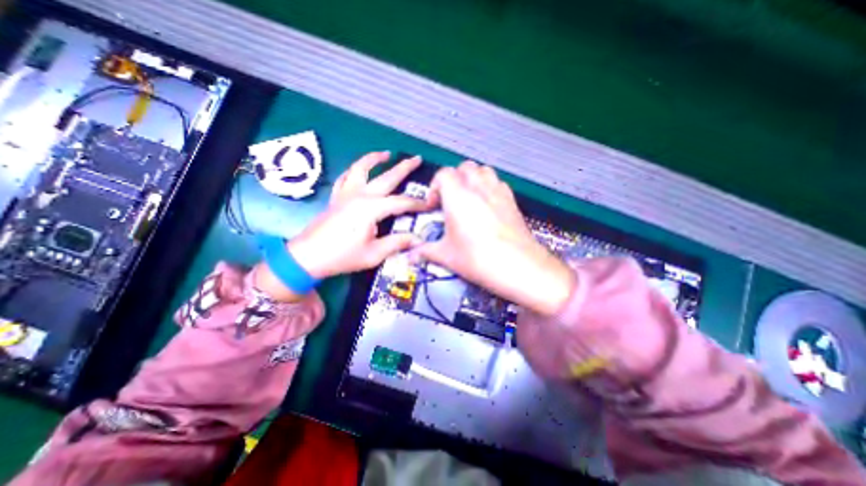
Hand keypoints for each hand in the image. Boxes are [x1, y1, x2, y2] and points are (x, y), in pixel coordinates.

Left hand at [284, 151, 428, 279]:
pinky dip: (354, 170)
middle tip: (416, 159)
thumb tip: (418, 239)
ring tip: (386, 153)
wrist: (307, 257)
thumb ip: (397, 243)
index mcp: (371, 208)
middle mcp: (359, 195)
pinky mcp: (336, 197)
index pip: (401, 202)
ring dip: (374, 159)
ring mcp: (346, 194)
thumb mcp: (374, 254)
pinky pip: (345, 177)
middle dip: (403, 168)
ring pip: (361, 168)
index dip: (417, 203)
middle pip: (385, 177)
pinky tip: (359, 170)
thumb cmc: (342, 256)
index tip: (430, 204)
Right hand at [418, 161, 573, 316]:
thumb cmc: (479, 259)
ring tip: (467, 198)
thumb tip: (412, 255)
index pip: (443, 174)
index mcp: (458, 196)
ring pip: (482, 170)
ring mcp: (498, 191)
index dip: (434, 187)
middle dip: (453, 180)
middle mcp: (478, 188)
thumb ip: (426, 251)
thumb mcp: (447, 255)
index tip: (433, 205)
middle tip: (449, 200)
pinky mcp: (511, 200)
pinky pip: (497, 183)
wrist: (518, 266)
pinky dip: (488, 187)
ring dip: (472, 179)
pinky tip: (486, 206)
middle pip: (463, 168)